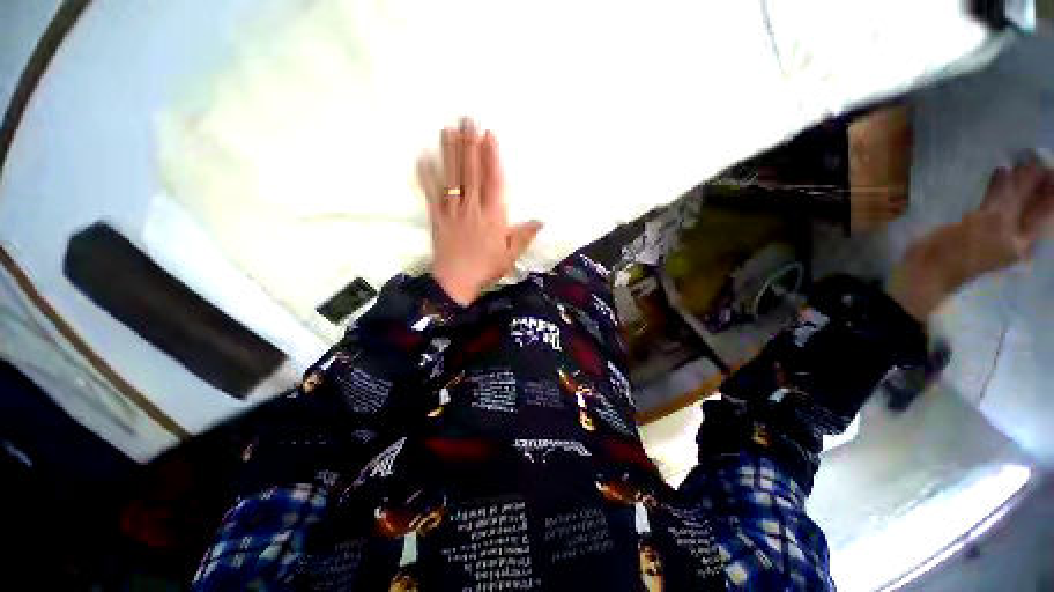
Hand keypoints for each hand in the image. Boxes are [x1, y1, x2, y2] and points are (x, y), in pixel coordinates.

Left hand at [418, 118, 541, 305]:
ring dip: (450, 153)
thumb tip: (541, 220)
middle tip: (467, 118)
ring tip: (448, 129)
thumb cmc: (487, 268)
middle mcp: (472, 208)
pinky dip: (426, 176)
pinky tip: (423, 157)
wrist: (456, 282)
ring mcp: (453, 212)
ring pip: (452, 178)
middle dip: (470, 144)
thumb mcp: (511, 255)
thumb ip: (524, 235)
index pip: (493, 181)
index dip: (491, 157)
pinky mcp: (437, 218)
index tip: (489, 134)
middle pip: (471, 173)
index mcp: (493, 217)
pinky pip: (431, 194)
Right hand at [890, 157, 1053, 320]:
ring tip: (1020, 160)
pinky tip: (999, 173)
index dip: (1050, 187)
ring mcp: (995, 229)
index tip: (1049, 163)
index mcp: (1025, 239)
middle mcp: (1015, 233)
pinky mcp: (975, 224)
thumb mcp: (995, 222)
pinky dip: (997, 188)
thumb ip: (1014, 195)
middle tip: (1035, 156)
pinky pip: (992, 202)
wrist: (929, 267)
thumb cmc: (964, 249)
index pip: (1046, 209)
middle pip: (1030, 204)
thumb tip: (1032, 167)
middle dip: (1035, 182)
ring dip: (1016, 182)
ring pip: (1012, 201)